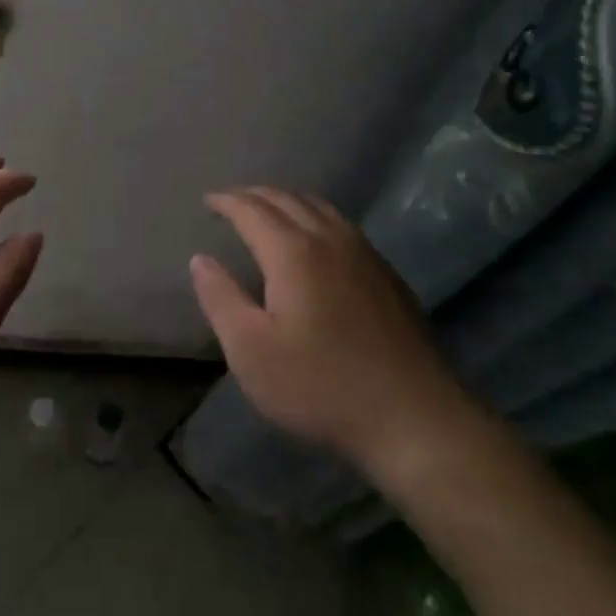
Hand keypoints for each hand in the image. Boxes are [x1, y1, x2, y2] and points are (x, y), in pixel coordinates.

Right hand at [191, 187, 484, 476]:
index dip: (227, 201)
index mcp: (293, 252)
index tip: (208, 200)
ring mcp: (365, 254)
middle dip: (255, 195)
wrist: (415, 419)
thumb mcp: (252, 351)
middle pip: (287, 199)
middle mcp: (330, 239)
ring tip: (269, 211)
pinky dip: (316, 217)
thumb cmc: (321, 387)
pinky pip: (342, 226)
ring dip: (288, 201)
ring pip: (320, 207)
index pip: (252, 210)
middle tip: (232, 201)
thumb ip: (221, 299)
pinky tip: (316, 240)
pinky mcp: (387, 275)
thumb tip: (200, 259)